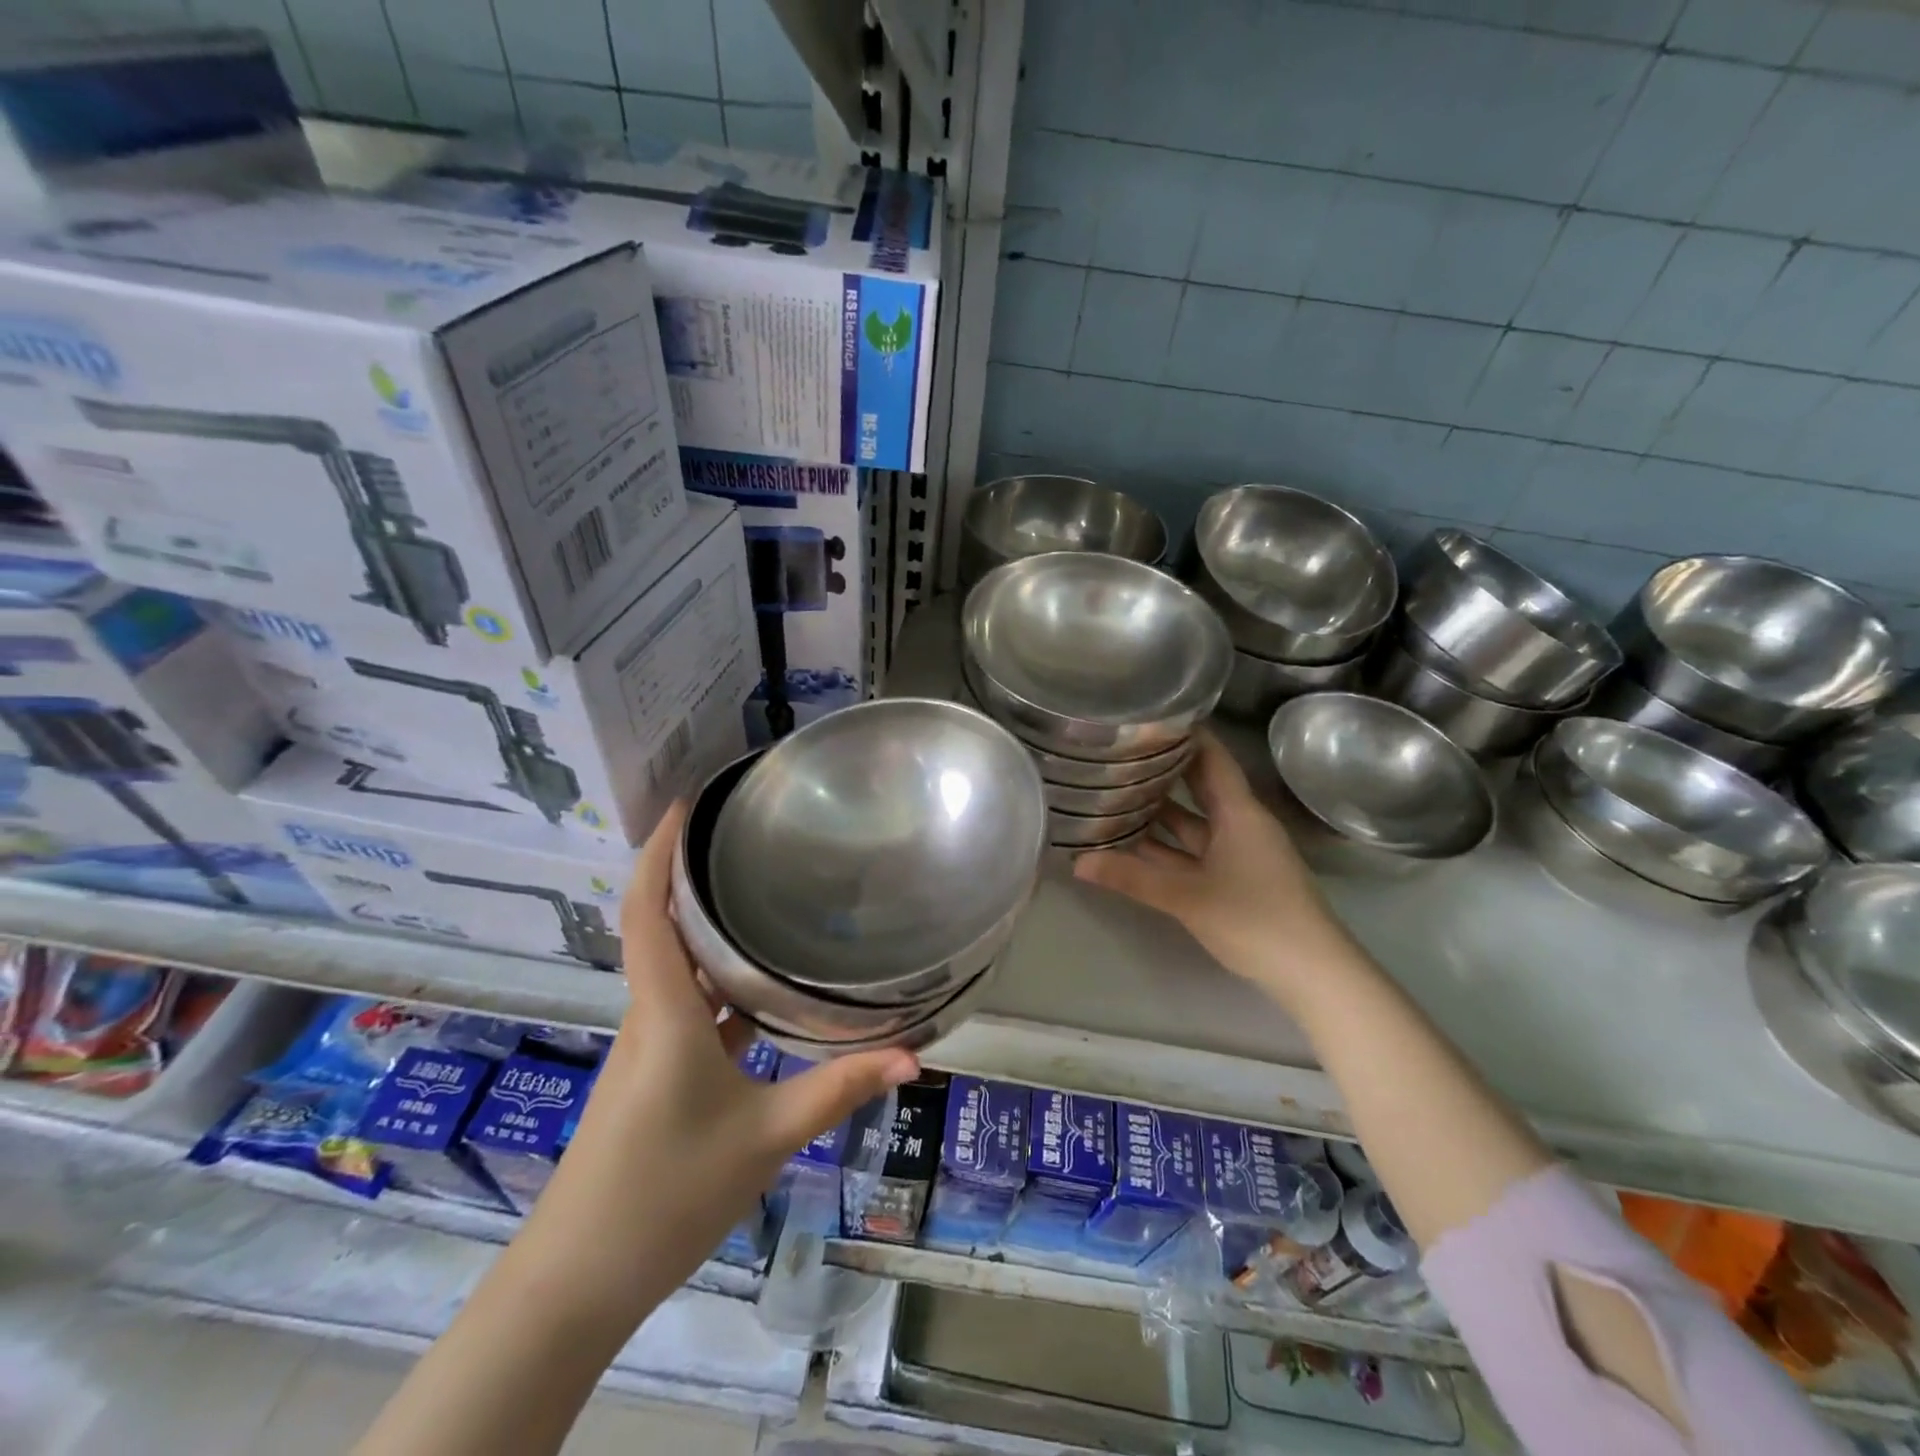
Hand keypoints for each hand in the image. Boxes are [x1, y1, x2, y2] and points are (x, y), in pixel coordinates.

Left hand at [519, 802, 918, 1315]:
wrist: (576, 1282)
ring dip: (706, 929)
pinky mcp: (654, 1074)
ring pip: (676, 968)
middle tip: (743, 836)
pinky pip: (687, 1007)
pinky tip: (759, 989)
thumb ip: (840, 1089)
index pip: (648, 912)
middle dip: (691, 876)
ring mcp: (649, 1046)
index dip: (657, 852)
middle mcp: (650, 1016)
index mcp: (665, 1013)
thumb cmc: (667, 1194)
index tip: (682, 805)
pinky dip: (717, 983)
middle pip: (660, 927)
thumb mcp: (768, 1137)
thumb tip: (913, 1057)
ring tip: (760, 894)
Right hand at [1072, 732, 1357, 1006]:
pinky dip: (1168, 848)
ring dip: (1160, 814)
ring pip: (1194, 824)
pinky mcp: (1237, 880)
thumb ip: (1132, 877)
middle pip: (1199, 787)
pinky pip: (1196, 852)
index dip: (1184, 735)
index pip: (1211, 757)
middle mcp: (1240, 825)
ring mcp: (1240, 854)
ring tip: (1115, 795)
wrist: (1314, 975)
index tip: (1147, 717)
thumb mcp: (1187, 896)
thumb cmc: (1255, 920)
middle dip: (1162, 772)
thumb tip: (1078, 862)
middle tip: (1119, 753)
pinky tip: (1134, 846)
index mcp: (1239, 813)